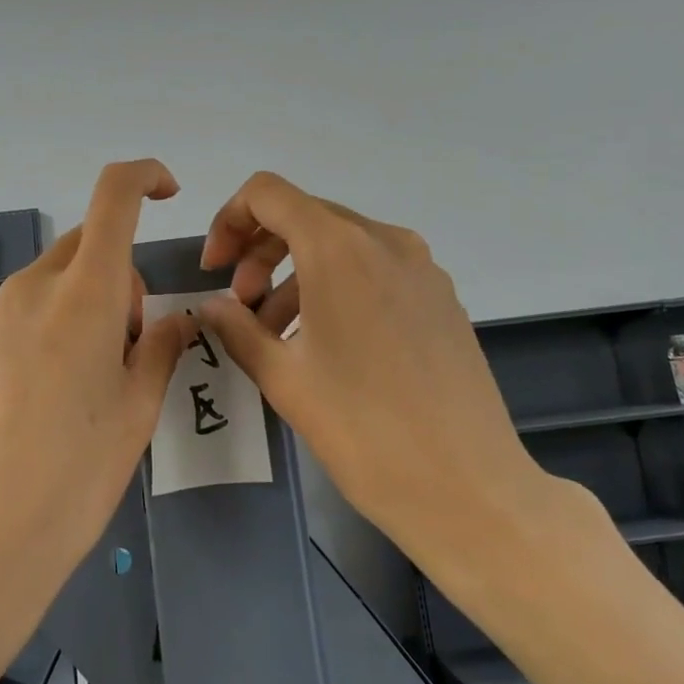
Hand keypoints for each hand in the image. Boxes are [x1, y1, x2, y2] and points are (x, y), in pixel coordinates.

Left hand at [0, 160, 194, 651]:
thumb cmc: (74, 475)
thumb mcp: (137, 411)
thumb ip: (158, 347)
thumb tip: (173, 317)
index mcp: (82, 292)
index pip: (113, 197)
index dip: (144, 176)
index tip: (168, 193)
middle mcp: (33, 289)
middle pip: (88, 245)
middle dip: (122, 274)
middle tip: (134, 345)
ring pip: (58, 280)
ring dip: (89, 303)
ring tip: (96, 381)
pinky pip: (29, 311)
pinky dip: (57, 324)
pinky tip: (56, 396)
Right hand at [196, 171, 601, 585]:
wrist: (469, 489)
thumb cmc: (363, 431)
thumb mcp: (284, 379)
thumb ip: (237, 328)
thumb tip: (214, 306)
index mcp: (339, 249)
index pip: (268, 193)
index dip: (229, 221)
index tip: (216, 272)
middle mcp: (385, 241)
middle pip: (304, 216)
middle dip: (260, 252)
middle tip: (242, 307)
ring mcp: (421, 267)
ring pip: (340, 244)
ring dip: (297, 273)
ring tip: (277, 334)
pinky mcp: (441, 296)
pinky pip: (375, 269)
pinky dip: (337, 286)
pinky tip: (328, 342)